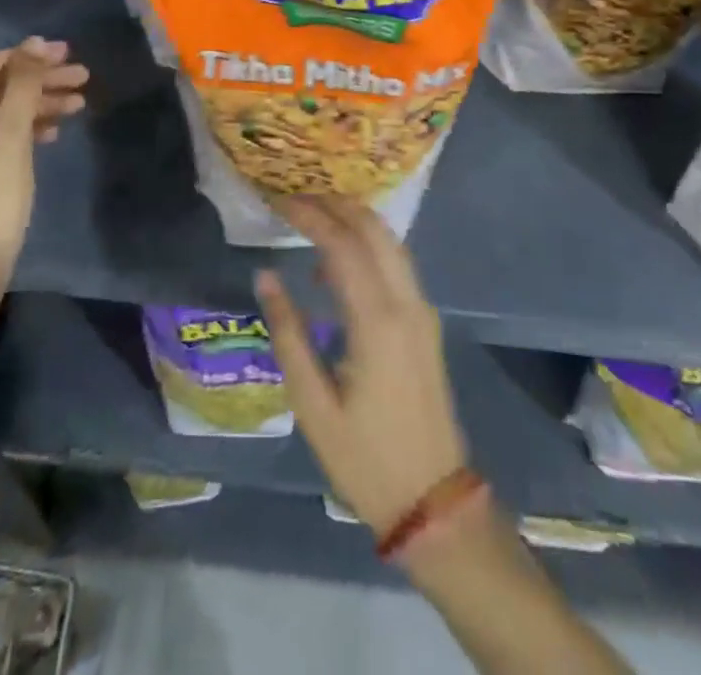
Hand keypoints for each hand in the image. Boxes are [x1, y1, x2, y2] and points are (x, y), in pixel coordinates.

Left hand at [0, 38, 87, 286]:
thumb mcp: (9, 140)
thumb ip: (22, 90)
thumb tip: (35, 45)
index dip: (28, 56)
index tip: (67, 52)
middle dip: (40, 80)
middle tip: (82, 74)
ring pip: (4, 110)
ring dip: (41, 103)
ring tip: (80, 101)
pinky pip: (2, 132)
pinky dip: (29, 126)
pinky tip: (56, 129)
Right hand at [256, 197, 467, 535]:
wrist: (434, 502)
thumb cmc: (365, 458)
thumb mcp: (313, 405)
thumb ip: (288, 334)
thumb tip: (266, 276)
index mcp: (378, 322)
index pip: (342, 244)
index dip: (311, 215)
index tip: (280, 200)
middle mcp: (407, 303)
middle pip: (374, 229)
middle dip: (336, 204)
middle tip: (296, 198)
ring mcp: (423, 311)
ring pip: (390, 242)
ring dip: (354, 220)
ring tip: (312, 216)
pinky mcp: (426, 323)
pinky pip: (397, 264)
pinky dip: (368, 244)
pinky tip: (338, 259)